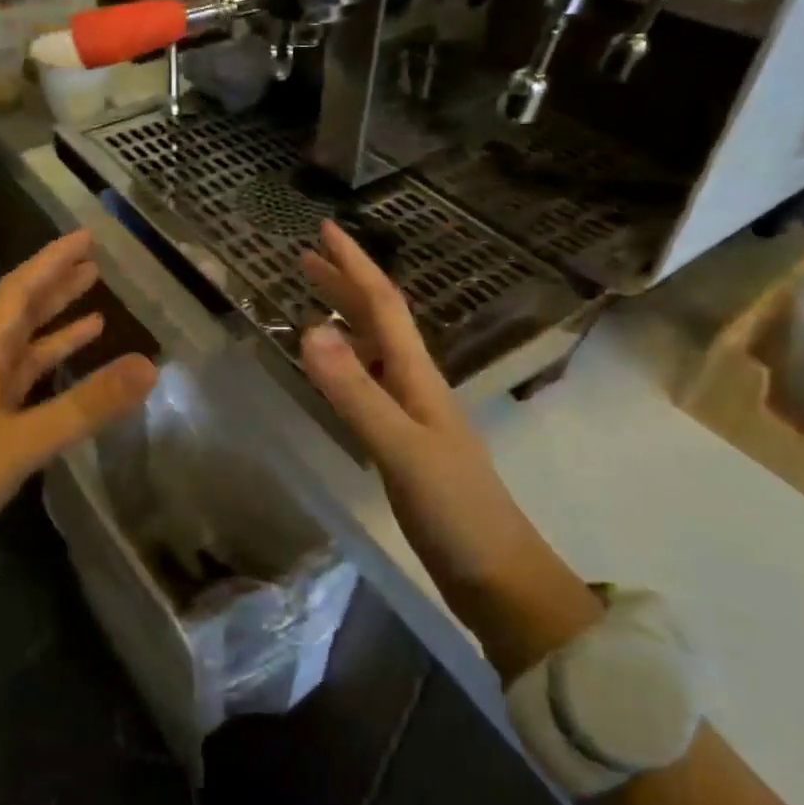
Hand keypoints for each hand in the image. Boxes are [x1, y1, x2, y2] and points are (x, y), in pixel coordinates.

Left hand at [0, 230, 156, 602]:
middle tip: (95, 263)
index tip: (85, 237)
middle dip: (56, 286)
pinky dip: (52, 373)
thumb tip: (149, 365)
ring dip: (57, 326)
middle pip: (20, 315)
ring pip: (24, 351)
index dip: (51, 261)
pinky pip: (26, 388)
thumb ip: (84, 406)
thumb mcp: (20, 445)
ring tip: (96, 306)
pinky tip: (72, 373)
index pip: (17, 293)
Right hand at [298, 220, 598, 676]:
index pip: (383, 304)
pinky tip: (335, 372)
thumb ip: (355, 392)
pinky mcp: (405, 442)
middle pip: (378, 320)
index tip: (324, 229)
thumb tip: (310, 329)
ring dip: (345, 319)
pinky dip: (347, 364)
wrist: (498, 575)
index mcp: (417, 375)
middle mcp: (415, 383)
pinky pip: (370, 384)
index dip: (354, 265)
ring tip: (311, 304)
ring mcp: (412, 414)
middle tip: (305, 257)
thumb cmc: (454, 509)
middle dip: (344, 284)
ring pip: (375, 350)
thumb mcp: (400, 448)